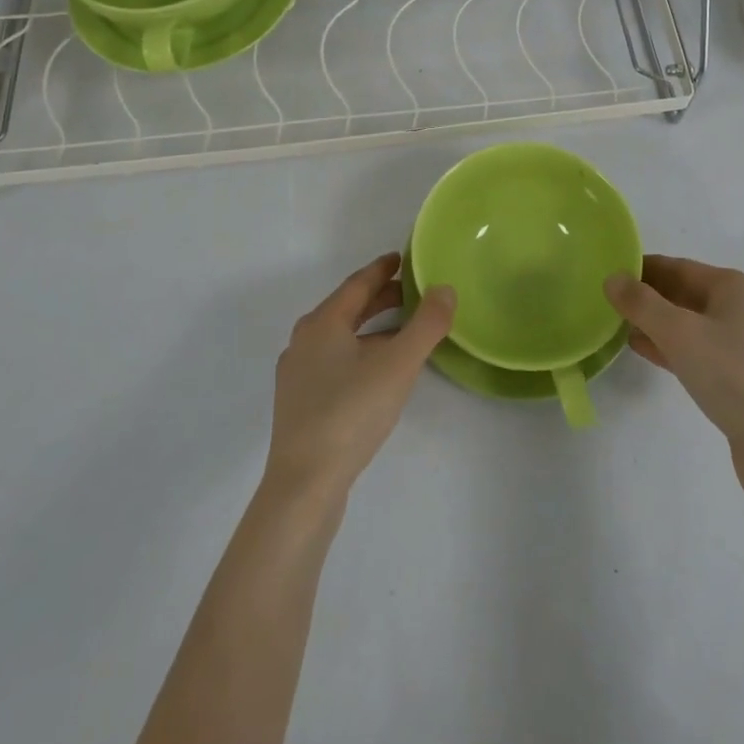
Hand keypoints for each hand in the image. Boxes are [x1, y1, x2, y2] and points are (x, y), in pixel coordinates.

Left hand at [265, 253, 455, 499]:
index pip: (357, 284)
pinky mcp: (300, 404)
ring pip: (340, 338)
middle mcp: (304, 341)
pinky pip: (334, 362)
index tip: (401, 258)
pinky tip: (377, 374)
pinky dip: (359, 353)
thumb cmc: (351, 413)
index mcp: (322, 323)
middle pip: (347, 309)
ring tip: (401, 333)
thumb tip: (445, 288)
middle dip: (379, 298)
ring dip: (371, 328)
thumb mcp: (398, 364)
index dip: (382, 269)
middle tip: (412, 293)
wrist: (304, 485)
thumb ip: (426, 324)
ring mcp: (298, 374)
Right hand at [605, 256, 743, 486]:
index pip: (679, 267)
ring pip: (689, 324)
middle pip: (684, 293)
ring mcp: (743, 346)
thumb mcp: (679, 333)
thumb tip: (612, 278)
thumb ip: (641, 303)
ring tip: (616, 323)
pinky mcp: (739, 378)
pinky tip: (641, 350)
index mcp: (736, 287)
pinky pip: (696, 351)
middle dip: (647, 296)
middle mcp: (743, 309)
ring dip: (655, 323)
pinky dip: (669, 347)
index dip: (643, 268)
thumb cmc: (732, 375)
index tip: (608, 272)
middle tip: (606, 299)